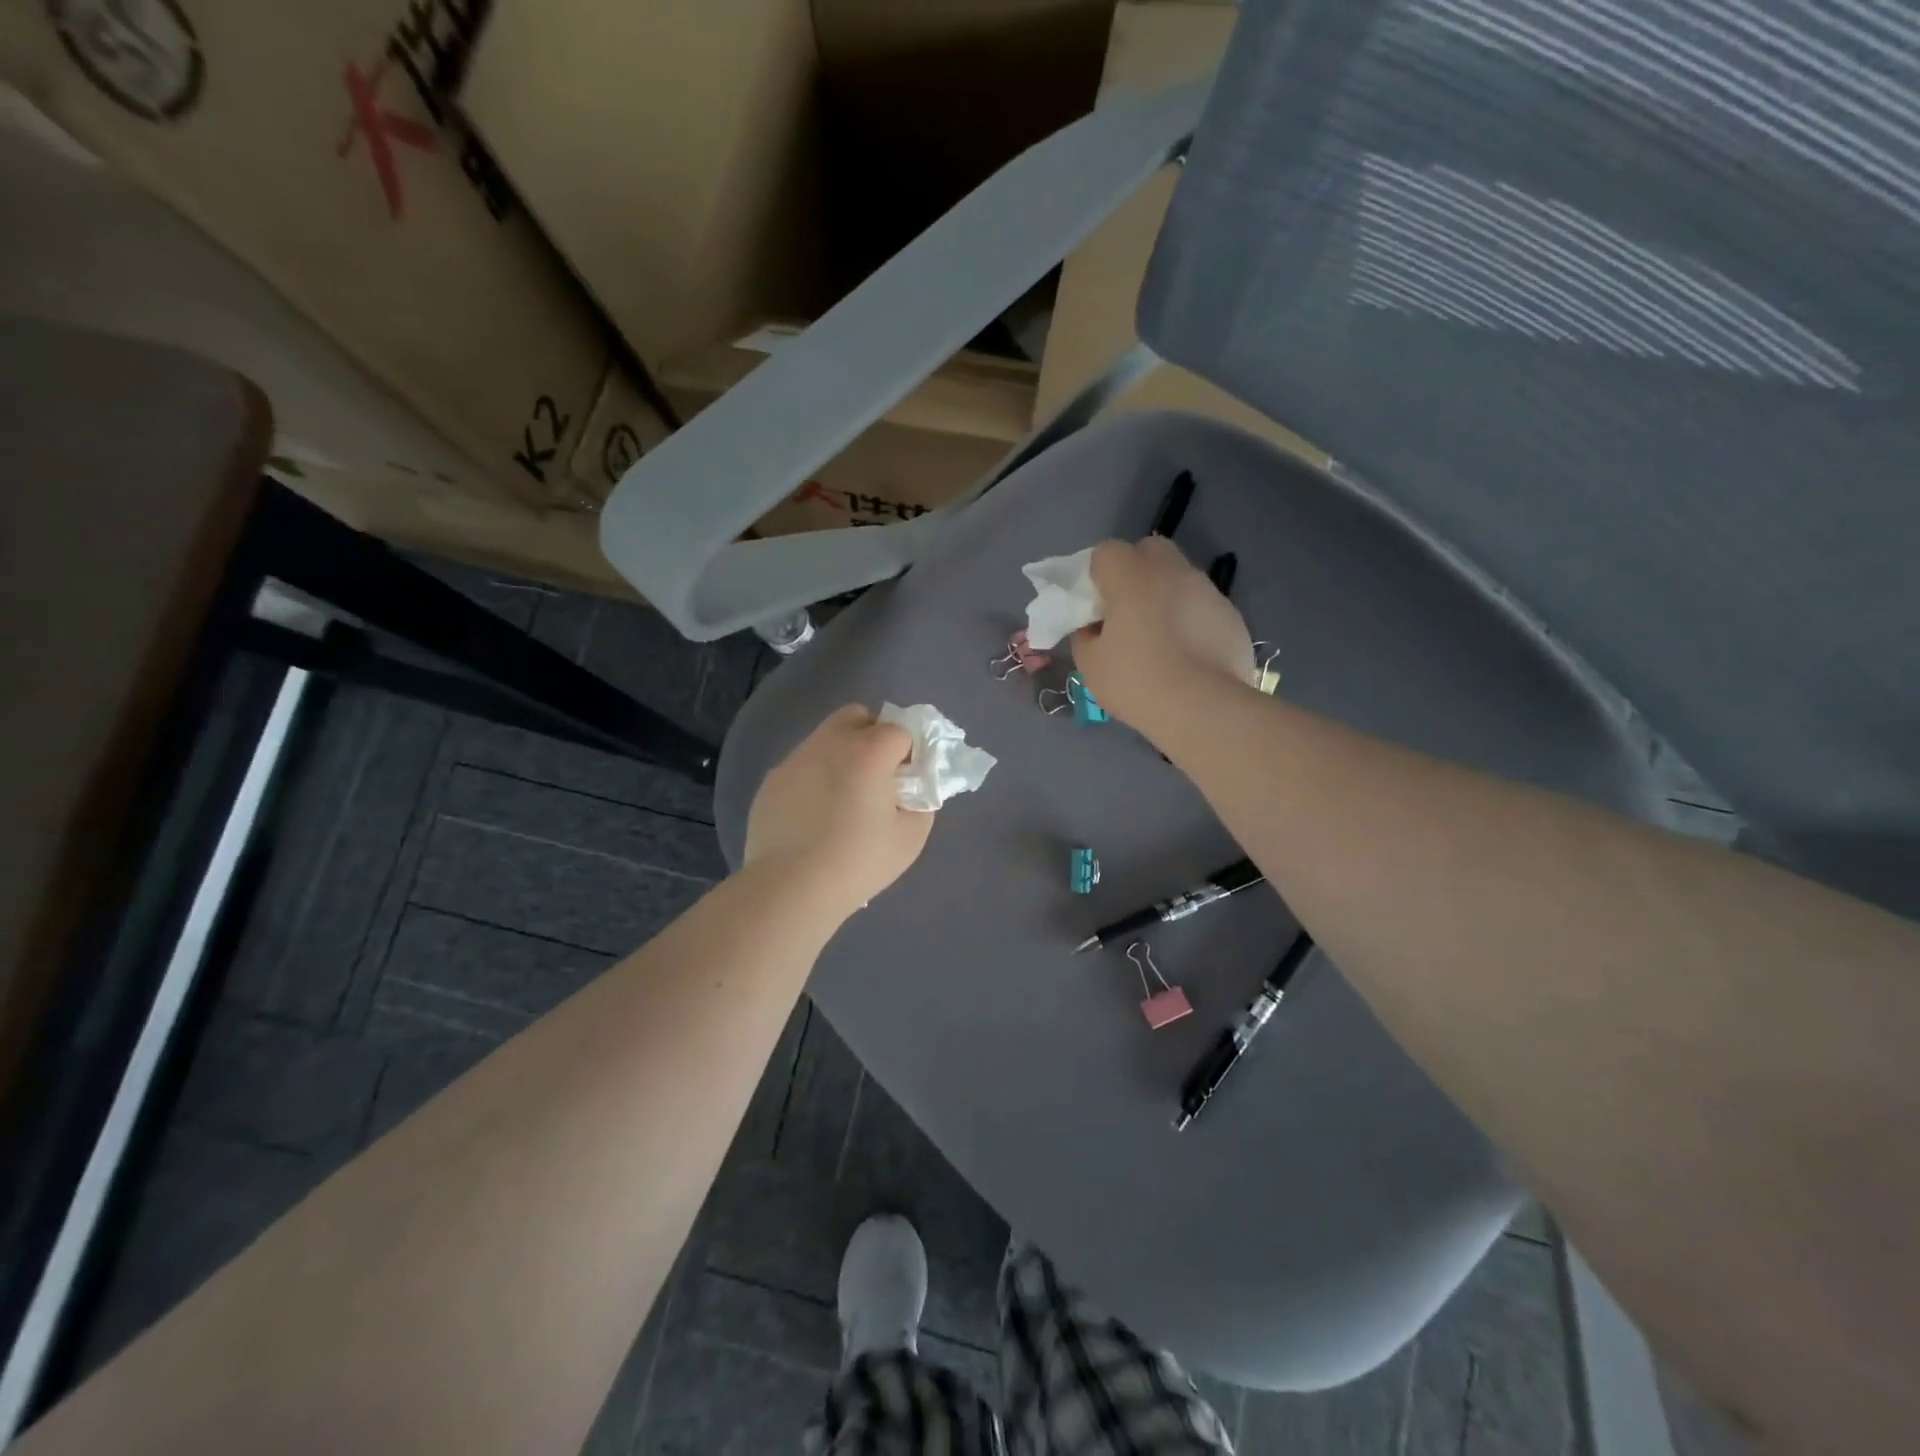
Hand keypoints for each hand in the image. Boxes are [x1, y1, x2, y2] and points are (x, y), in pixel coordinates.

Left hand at [745, 705, 934, 915]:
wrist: (791, 887)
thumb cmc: (859, 861)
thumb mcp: (912, 836)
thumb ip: (921, 801)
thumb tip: (911, 789)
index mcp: (868, 751)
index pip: (900, 730)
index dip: (908, 753)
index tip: (906, 783)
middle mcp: (830, 742)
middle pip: (857, 716)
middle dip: (873, 735)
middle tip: (877, 777)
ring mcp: (796, 759)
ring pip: (826, 738)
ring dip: (842, 756)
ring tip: (842, 801)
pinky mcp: (772, 780)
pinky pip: (802, 766)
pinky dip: (815, 779)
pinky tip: (814, 817)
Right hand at [1072, 537, 1255, 730]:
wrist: (1202, 708)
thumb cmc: (1136, 682)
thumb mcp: (1090, 664)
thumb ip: (1086, 636)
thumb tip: (1096, 628)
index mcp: (1131, 576)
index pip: (1107, 552)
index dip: (1099, 575)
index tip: (1098, 606)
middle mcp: (1172, 571)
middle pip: (1150, 550)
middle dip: (1137, 571)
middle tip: (1130, 612)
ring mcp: (1207, 590)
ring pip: (1181, 577)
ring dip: (1167, 595)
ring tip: (1163, 639)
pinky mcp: (1231, 615)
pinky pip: (1204, 606)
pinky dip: (1193, 619)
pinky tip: (1190, 655)